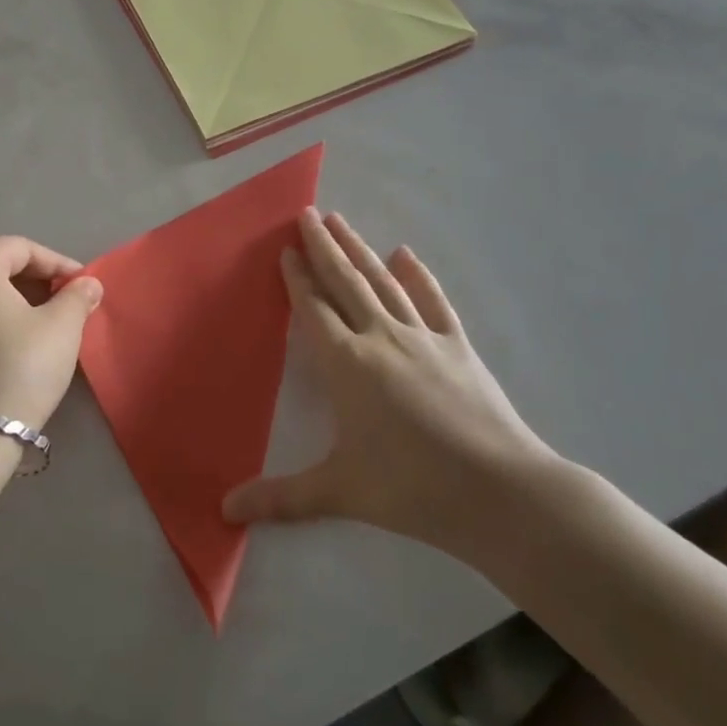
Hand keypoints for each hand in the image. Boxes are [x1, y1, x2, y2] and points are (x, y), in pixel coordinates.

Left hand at [0, 237, 102, 430]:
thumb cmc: (16, 370)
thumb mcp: (61, 329)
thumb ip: (77, 297)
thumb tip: (87, 284)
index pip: (22, 249)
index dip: (58, 264)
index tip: (83, 287)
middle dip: (33, 284)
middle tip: (64, 307)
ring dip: (8, 307)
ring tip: (37, 332)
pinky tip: (4, 356)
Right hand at [222, 209, 560, 562]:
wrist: (500, 492)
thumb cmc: (412, 488)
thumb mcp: (339, 492)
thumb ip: (280, 498)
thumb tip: (225, 512)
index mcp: (348, 364)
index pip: (314, 310)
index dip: (297, 279)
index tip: (286, 250)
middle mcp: (381, 337)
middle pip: (345, 282)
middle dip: (323, 246)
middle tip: (307, 213)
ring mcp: (423, 337)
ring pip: (383, 282)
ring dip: (360, 250)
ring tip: (341, 221)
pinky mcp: (458, 346)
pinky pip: (433, 302)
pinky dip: (419, 276)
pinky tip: (408, 255)